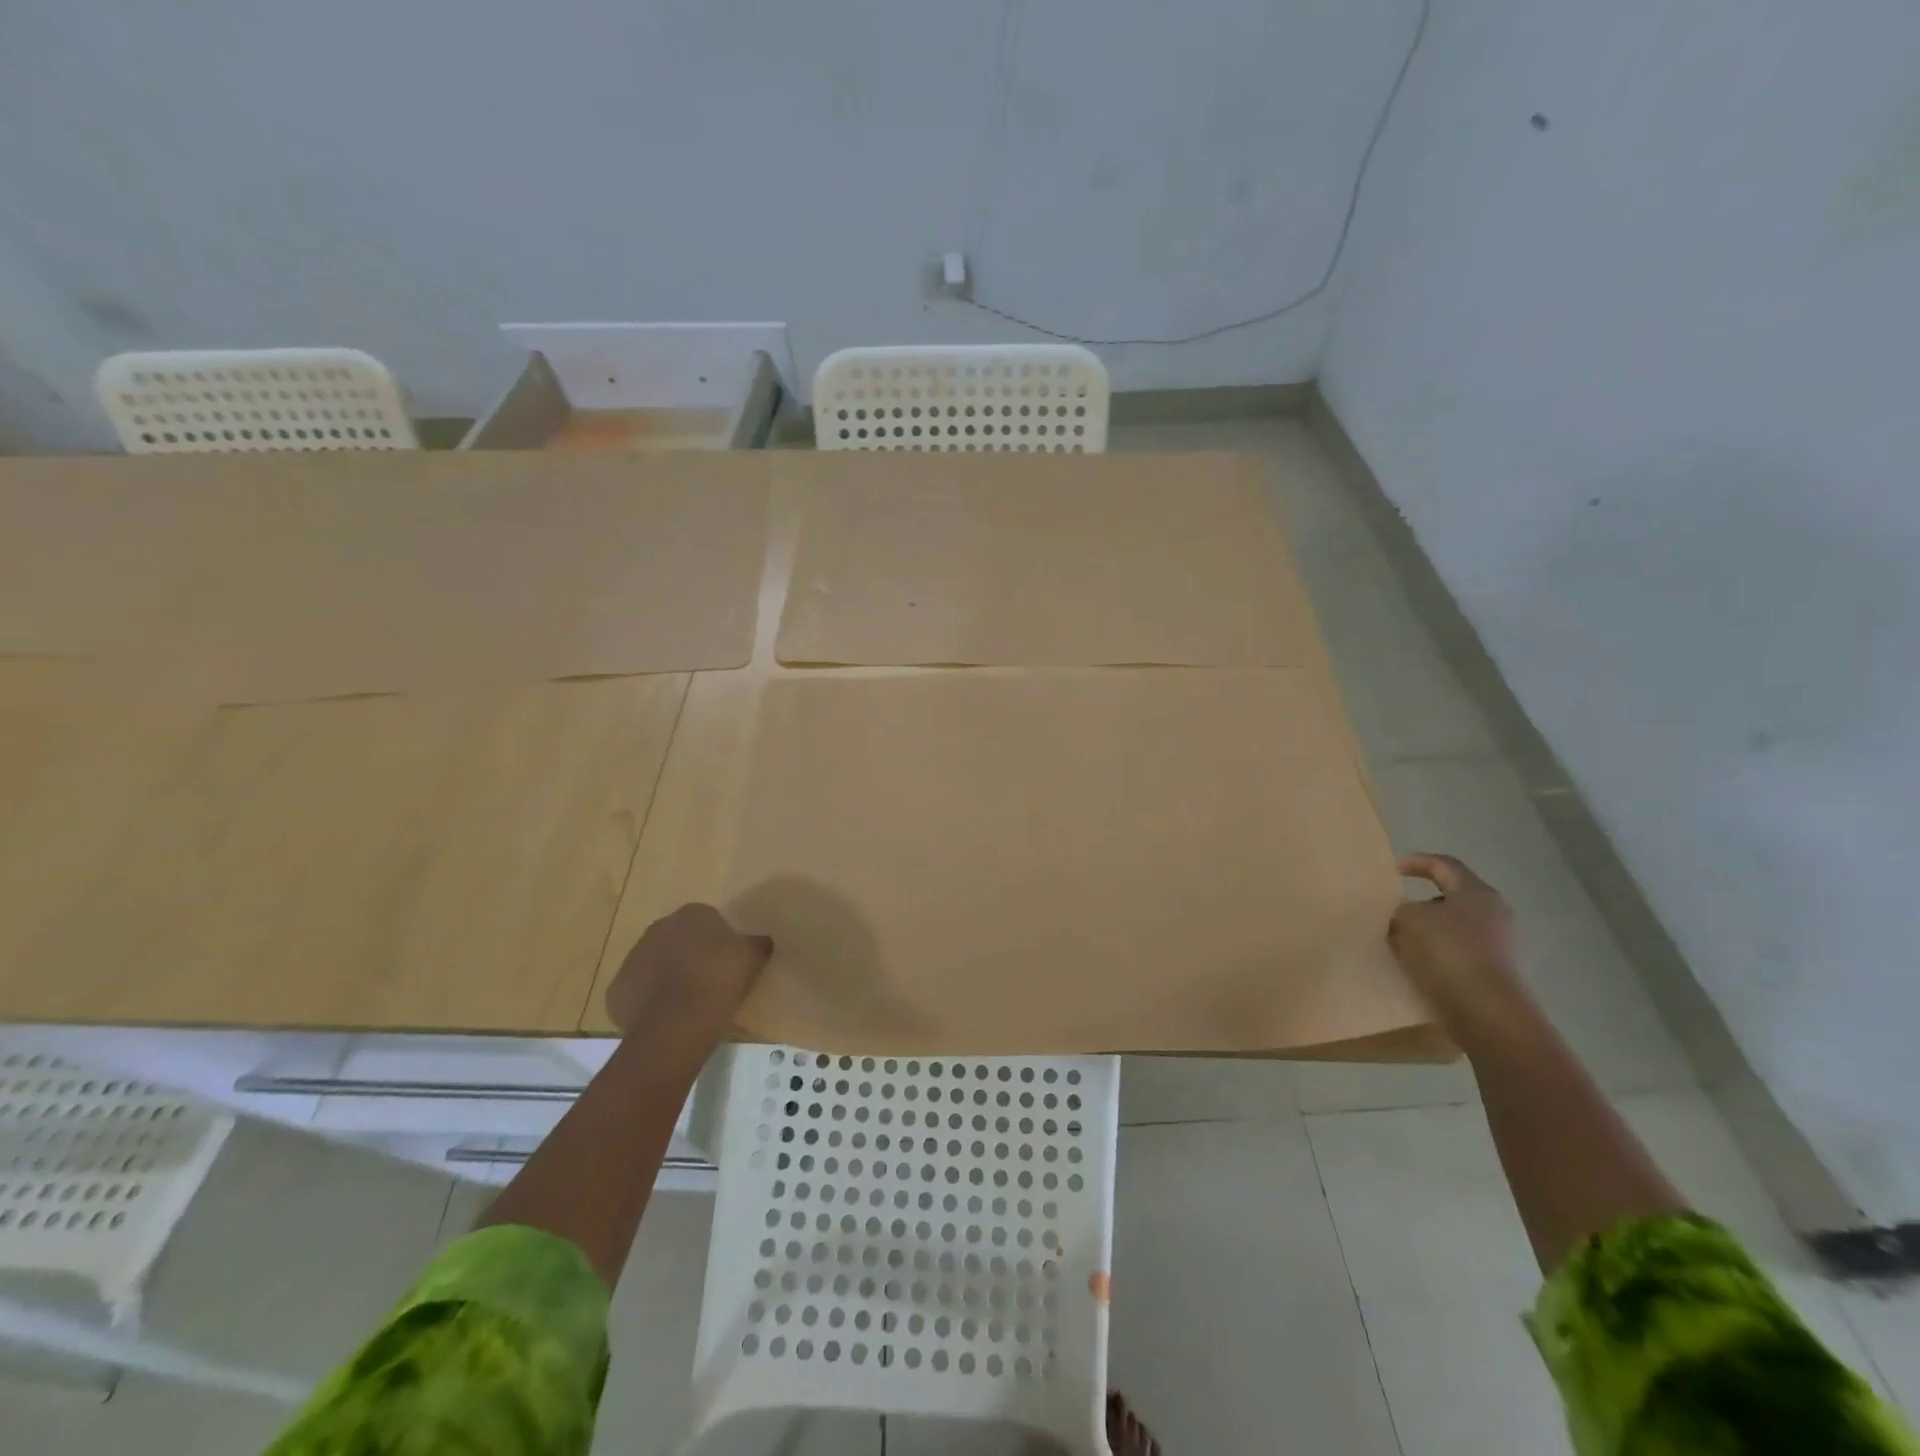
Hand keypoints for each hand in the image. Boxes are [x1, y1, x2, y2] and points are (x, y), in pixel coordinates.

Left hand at [605, 904, 772, 1061]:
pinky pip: (638, 992)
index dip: (719, 941)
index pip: (708, 920)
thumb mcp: (753, 958)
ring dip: (667, 977)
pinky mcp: (617, 990)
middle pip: (678, 939)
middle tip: (709, 981)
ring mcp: (632, 958)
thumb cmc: (719, 980)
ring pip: (655, 964)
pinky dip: (649, 1002)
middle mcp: (658, 928)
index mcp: (692, 914)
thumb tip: (761, 941)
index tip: (728, 963)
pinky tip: (666, 1018)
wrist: (676, 1024)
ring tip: (687, 1003)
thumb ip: (757, 944)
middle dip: (690, 955)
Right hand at [1388, 853, 1528, 1034]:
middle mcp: (1494, 913)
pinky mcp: (1496, 972)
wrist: (1486, 1010)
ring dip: (1429, 931)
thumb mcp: (1409, 919)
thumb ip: (1403, 910)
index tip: (1395, 870)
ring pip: (1455, 927)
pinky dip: (1438, 953)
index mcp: (1476, 893)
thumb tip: (1408, 917)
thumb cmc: (1448, 951)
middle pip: (1452, 898)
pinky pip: (1460, 952)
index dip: (1418, 862)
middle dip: (1423, 903)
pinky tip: (1419, 965)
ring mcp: (1500, 944)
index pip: (1445, 865)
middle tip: (1397, 910)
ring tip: (1402, 941)